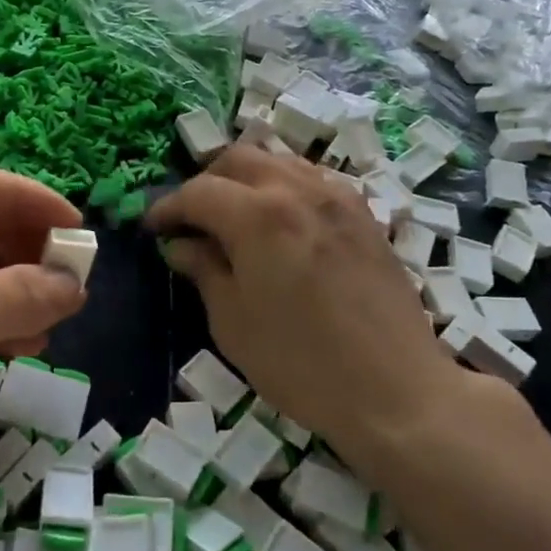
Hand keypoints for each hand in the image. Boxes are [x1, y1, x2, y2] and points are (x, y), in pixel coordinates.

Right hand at [147, 146, 485, 475]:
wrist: (396, 391)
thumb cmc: (302, 364)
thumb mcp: (233, 323)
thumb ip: (204, 270)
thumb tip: (180, 244)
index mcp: (258, 216)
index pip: (198, 192)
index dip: (168, 207)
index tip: (153, 228)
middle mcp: (297, 190)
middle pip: (238, 159)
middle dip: (205, 182)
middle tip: (192, 219)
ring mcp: (336, 197)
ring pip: (278, 160)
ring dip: (245, 178)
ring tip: (233, 214)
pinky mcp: (363, 213)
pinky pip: (311, 178)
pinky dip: (283, 185)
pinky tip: (280, 221)